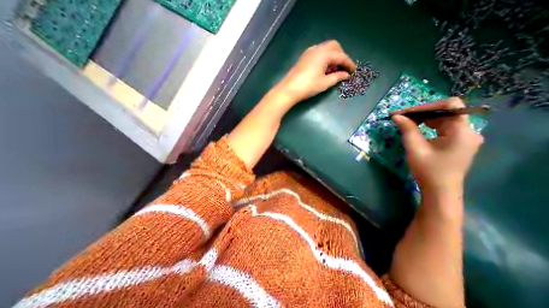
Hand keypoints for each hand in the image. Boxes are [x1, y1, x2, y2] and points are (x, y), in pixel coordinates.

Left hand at [275, 40, 356, 104]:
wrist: (289, 89)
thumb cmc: (308, 86)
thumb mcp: (324, 83)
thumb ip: (337, 77)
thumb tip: (346, 75)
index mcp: (324, 54)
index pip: (341, 57)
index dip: (349, 64)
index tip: (354, 71)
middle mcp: (317, 49)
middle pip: (334, 47)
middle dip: (341, 56)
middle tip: (343, 68)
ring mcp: (309, 52)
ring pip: (326, 48)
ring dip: (333, 56)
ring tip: (334, 69)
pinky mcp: (304, 57)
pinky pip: (318, 52)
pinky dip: (324, 57)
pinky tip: (324, 68)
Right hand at [392, 98, 481, 190]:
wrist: (439, 189)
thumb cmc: (428, 169)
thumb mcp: (415, 148)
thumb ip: (407, 129)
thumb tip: (396, 116)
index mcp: (462, 131)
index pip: (449, 105)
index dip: (426, 106)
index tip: (406, 113)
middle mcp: (468, 130)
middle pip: (446, 111)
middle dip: (422, 112)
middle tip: (401, 117)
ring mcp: (464, 136)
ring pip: (443, 118)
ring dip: (424, 118)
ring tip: (405, 121)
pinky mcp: (458, 140)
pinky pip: (443, 126)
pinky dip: (428, 124)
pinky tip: (416, 128)